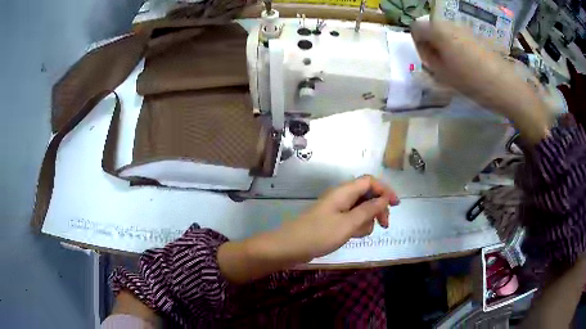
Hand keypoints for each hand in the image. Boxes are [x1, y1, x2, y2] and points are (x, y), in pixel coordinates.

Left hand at [280, 175, 398, 259]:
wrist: (290, 247)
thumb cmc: (319, 234)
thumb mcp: (348, 223)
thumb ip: (368, 210)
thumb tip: (385, 198)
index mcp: (344, 192)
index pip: (370, 181)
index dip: (385, 190)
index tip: (395, 205)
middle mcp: (341, 197)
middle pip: (368, 196)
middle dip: (378, 209)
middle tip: (384, 225)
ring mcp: (337, 210)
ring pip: (361, 210)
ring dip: (366, 221)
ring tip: (357, 234)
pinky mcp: (334, 221)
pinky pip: (352, 220)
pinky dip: (356, 227)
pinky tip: (351, 237)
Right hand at [411, 21, 549, 142]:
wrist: (513, 92)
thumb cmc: (479, 87)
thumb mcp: (447, 77)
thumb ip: (430, 59)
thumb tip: (425, 51)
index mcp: (442, 32)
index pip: (416, 29)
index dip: (418, 47)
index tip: (427, 66)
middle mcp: (453, 26)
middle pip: (431, 29)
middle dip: (431, 48)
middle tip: (440, 71)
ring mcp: (469, 33)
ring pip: (446, 35)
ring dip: (446, 51)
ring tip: (457, 73)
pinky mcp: (481, 41)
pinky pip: (461, 41)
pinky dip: (459, 53)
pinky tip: (469, 70)